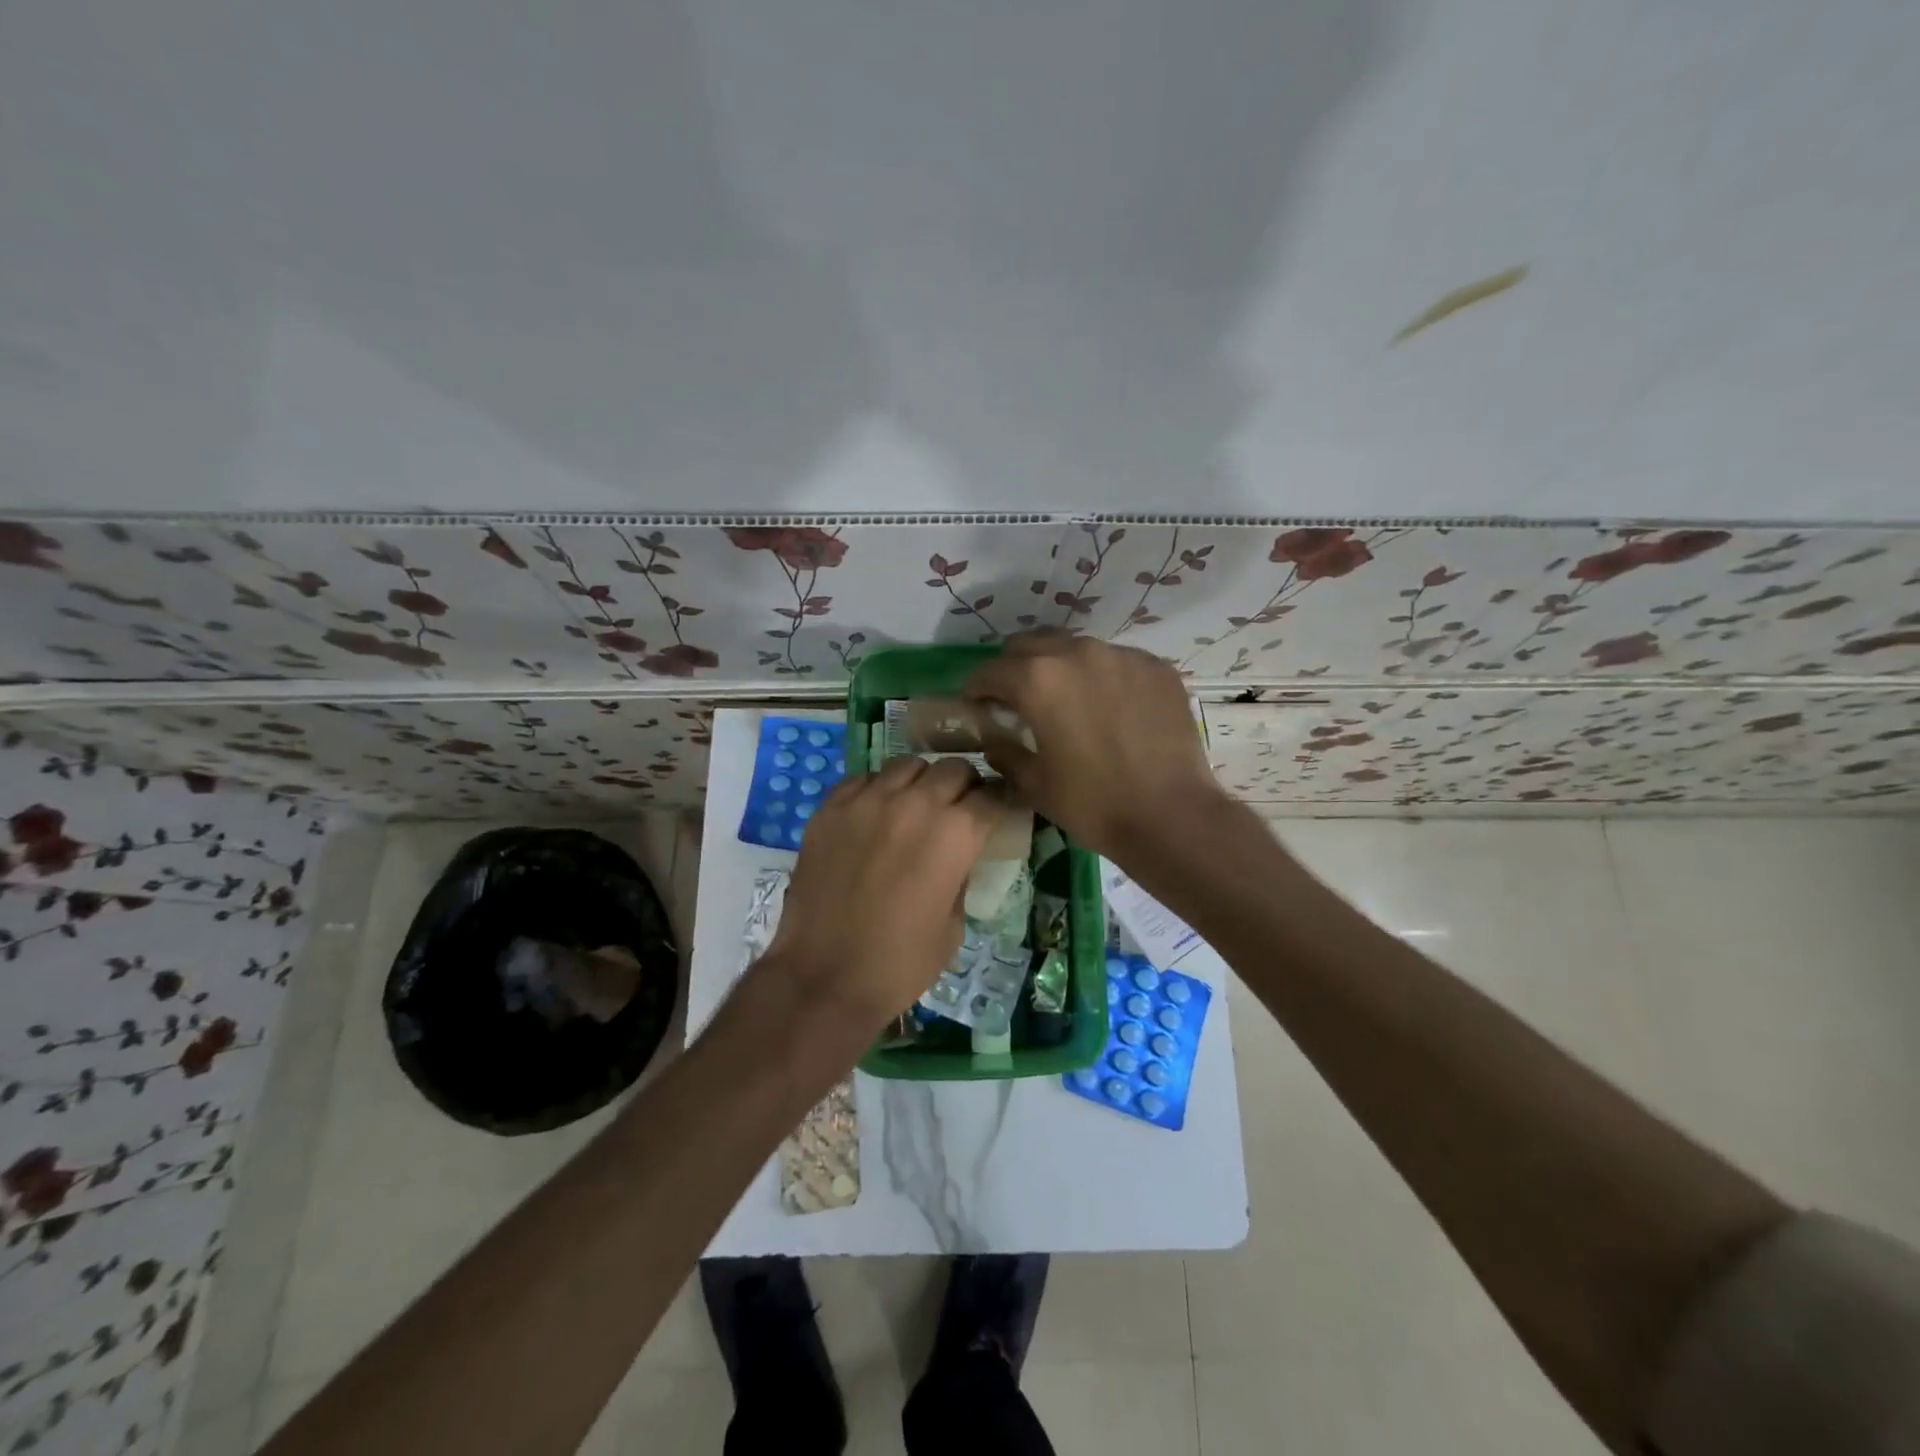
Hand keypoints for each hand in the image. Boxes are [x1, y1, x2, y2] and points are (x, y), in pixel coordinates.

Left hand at [766, 756, 1000, 1027]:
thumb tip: (957, 855)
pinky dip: (878, 790)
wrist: (824, 977)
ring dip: (921, 782)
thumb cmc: (900, 963)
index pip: (992, 796)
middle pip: (954, 769)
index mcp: (955, 834)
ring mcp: (868, 801)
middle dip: (965, 785)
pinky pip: (863, 780)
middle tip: (959, 807)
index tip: (998, 811)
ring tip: (915, 805)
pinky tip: (875, 815)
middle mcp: (915, 804)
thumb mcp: (953, 925)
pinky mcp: (831, 808)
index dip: (1000, 803)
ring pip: (908, 765)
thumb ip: (961, 876)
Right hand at [964, 630, 1223, 859]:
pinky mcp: (1157, 668)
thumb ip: (1004, 752)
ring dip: (1061, 668)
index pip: (990, 671)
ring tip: (1068, 699)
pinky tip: (1111, 708)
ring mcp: (1122, 656)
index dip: (976, 689)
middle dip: (1016, 668)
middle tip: (1017, 699)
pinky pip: (1117, 662)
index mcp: (1038, 680)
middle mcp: (1078, 653)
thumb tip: (994, 739)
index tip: (976, 705)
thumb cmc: (1093, 804)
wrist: (1172, 816)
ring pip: (1076, 648)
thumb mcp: (1034, 784)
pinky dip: (1103, 677)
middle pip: (1031, 645)